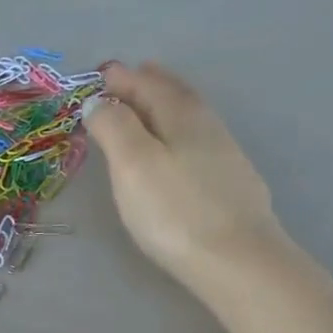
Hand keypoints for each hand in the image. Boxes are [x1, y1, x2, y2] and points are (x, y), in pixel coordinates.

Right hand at [84, 61, 283, 285]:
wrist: (235, 259)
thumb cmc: (173, 211)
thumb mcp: (133, 164)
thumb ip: (114, 127)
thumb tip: (97, 102)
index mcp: (180, 115)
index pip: (147, 84)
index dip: (121, 78)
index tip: (100, 73)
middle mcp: (207, 126)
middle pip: (174, 94)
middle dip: (148, 84)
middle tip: (127, 78)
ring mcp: (224, 155)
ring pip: (190, 117)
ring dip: (165, 107)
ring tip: (148, 107)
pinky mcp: (232, 184)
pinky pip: (199, 142)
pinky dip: (179, 133)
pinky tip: (177, 149)